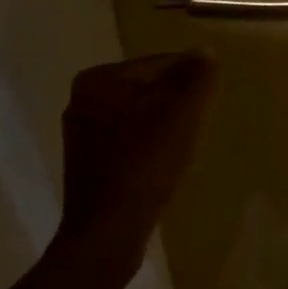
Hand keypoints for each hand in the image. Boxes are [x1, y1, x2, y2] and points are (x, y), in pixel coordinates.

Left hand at [53, 51, 215, 283]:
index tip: (205, 104)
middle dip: (175, 103)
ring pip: (140, 115)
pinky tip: (163, 165)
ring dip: (164, 126)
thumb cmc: (143, 164)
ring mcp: (82, 134)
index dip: (189, 81)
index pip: (159, 63)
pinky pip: (129, 141)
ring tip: (183, 147)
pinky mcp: (88, 164)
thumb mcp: (180, 113)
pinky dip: (149, 147)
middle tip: (197, 125)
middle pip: (148, 88)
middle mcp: (82, 100)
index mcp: (98, 79)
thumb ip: (196, 77)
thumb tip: (205, 53)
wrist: (106, 235)